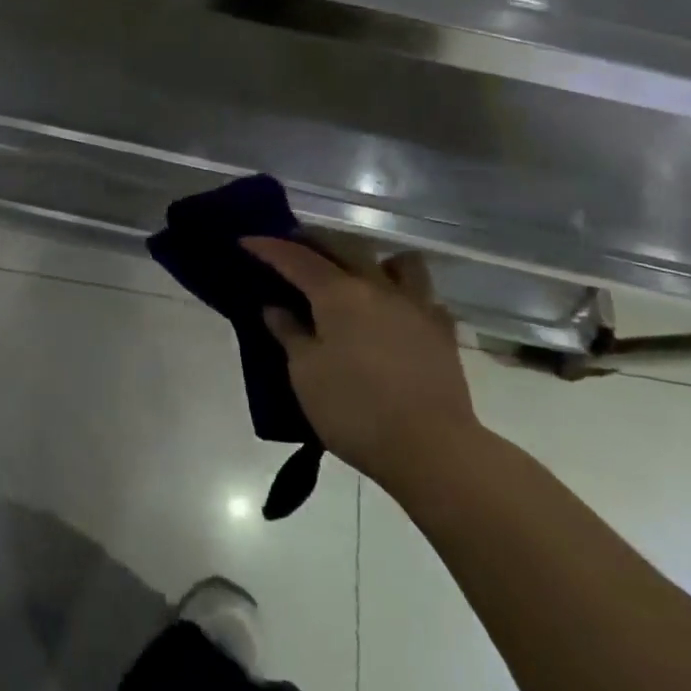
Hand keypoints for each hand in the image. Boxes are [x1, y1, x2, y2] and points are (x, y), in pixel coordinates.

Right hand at [244, 237, 480, 496]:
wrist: (432, 450)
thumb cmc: (355, 410)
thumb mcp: (305, 374)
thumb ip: (289, 334)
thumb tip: (275, 308)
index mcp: (338, 293)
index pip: (296, 258)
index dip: (269, 247)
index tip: (247, 241)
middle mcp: (378, 287)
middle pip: (344, 247)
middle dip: (315, 242)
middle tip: (294, 248)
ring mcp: (416, 307)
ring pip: (398, 262)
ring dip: (373, 260)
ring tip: (356, 276)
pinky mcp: (443, 333)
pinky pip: (424, 298)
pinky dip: (405, 296)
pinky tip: (395, 315)